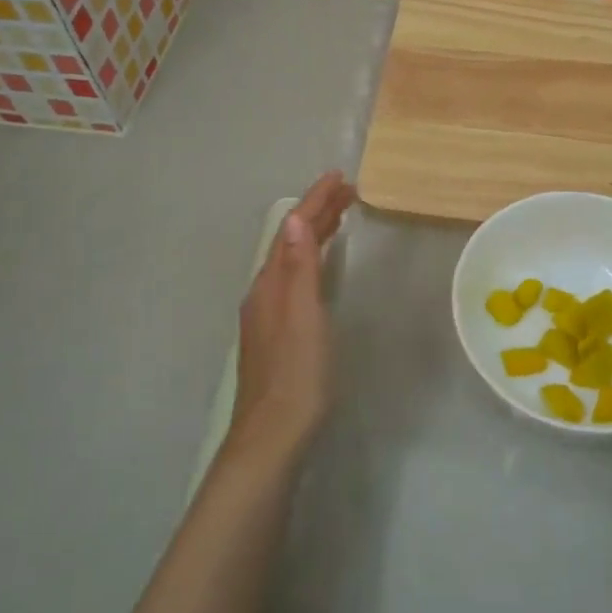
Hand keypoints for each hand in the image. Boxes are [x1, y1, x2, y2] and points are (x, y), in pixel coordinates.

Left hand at [227, 171, 356, 467]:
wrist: (273, 436)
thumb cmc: (297, 375)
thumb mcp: (303, 317)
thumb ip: (299, 268)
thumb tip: (294, 217)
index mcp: (271, 284)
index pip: (293, 230)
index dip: (316, 201)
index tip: (339, 176)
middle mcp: (264, 293)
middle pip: (291, 241)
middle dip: (316, 212)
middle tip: (347, 190)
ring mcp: (267, 314)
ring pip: (292, 260)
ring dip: (313, 234)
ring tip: (339, 217)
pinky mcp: (275, 333)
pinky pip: (294, 279)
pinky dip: (310, 259)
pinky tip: (319, 268)